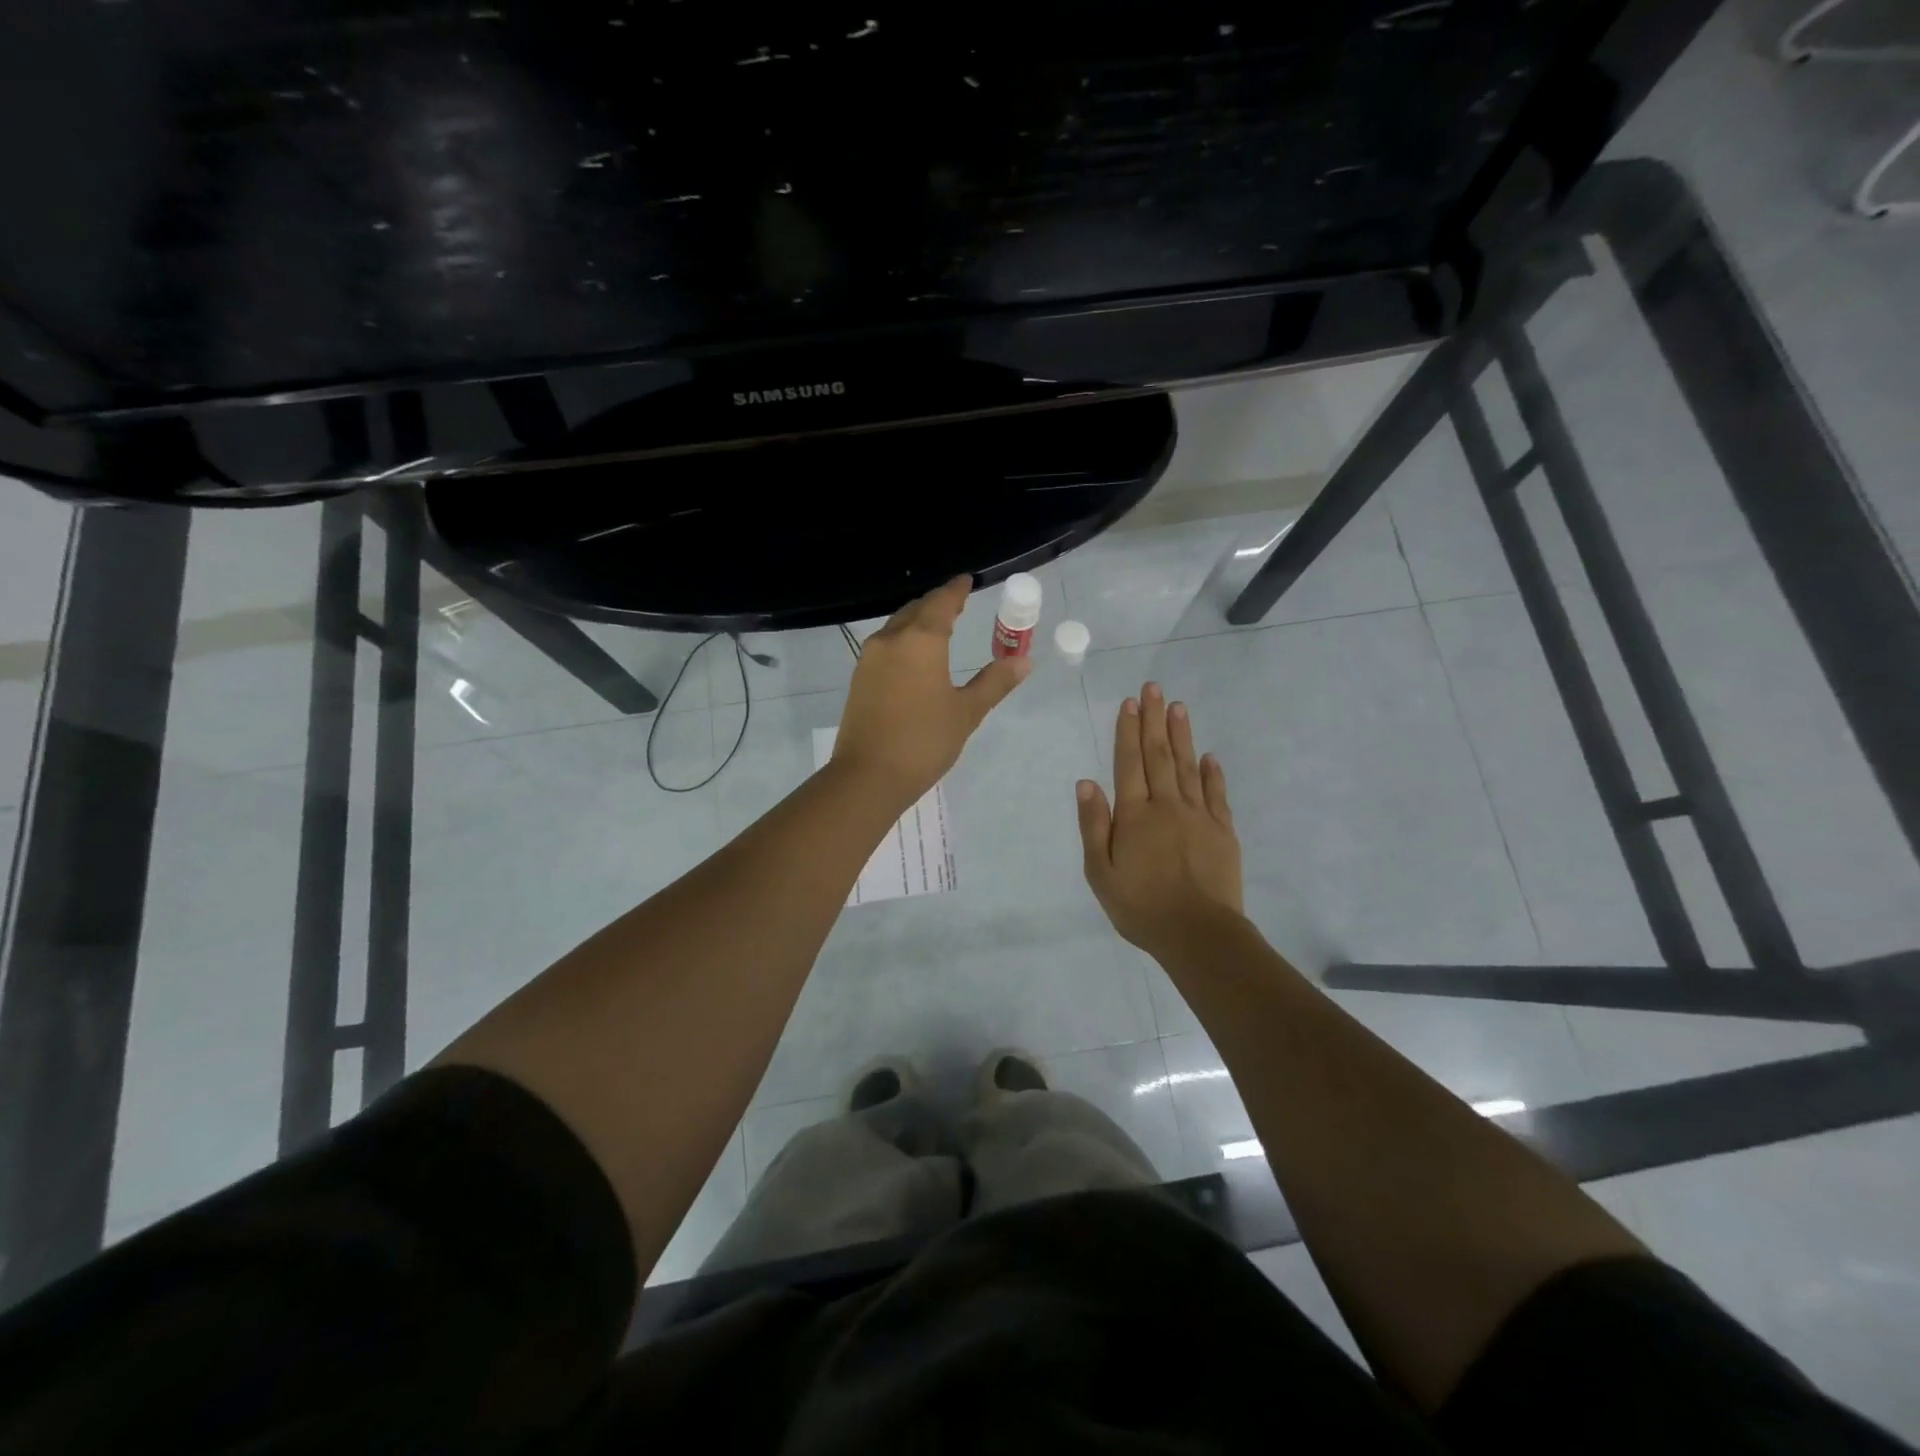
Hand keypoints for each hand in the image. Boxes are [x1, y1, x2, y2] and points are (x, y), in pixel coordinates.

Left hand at [832, 576, 1031, 804]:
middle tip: (957, 604)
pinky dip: (903, 640)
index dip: (956, 590)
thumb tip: (1023, 661)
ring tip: (937, 628)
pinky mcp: (859, 678)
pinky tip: (913, 657)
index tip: (967, 581)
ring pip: (897, 627)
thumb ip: (994, 682)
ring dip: (917, 621)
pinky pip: (885, 646)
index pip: (942, 602)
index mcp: (922, 640)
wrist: (869, 775)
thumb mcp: (967, 712)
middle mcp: (892, 640)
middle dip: (937, 604)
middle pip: (916, 610)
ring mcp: (870, 658)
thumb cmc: (925, 741)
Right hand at [1077, 682, 1243, 960]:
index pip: (1129, 763)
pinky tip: (1209, 756)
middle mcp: (1166, 806)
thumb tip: (1086, 782)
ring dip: (1182, 735)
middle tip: (1154, 688)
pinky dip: (1212, 773)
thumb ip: (1093, 826)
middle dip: (1154, 720)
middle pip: (1159, 755)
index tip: (1130, 703)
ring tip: (1178, 707)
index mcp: (1134, 815)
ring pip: (1188, 767)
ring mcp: (1198, 816)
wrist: (1198, 934)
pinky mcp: (1222, 832)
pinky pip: (1216, 794)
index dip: (1128, 731)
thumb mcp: (1101, 873)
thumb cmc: (1141, 907)